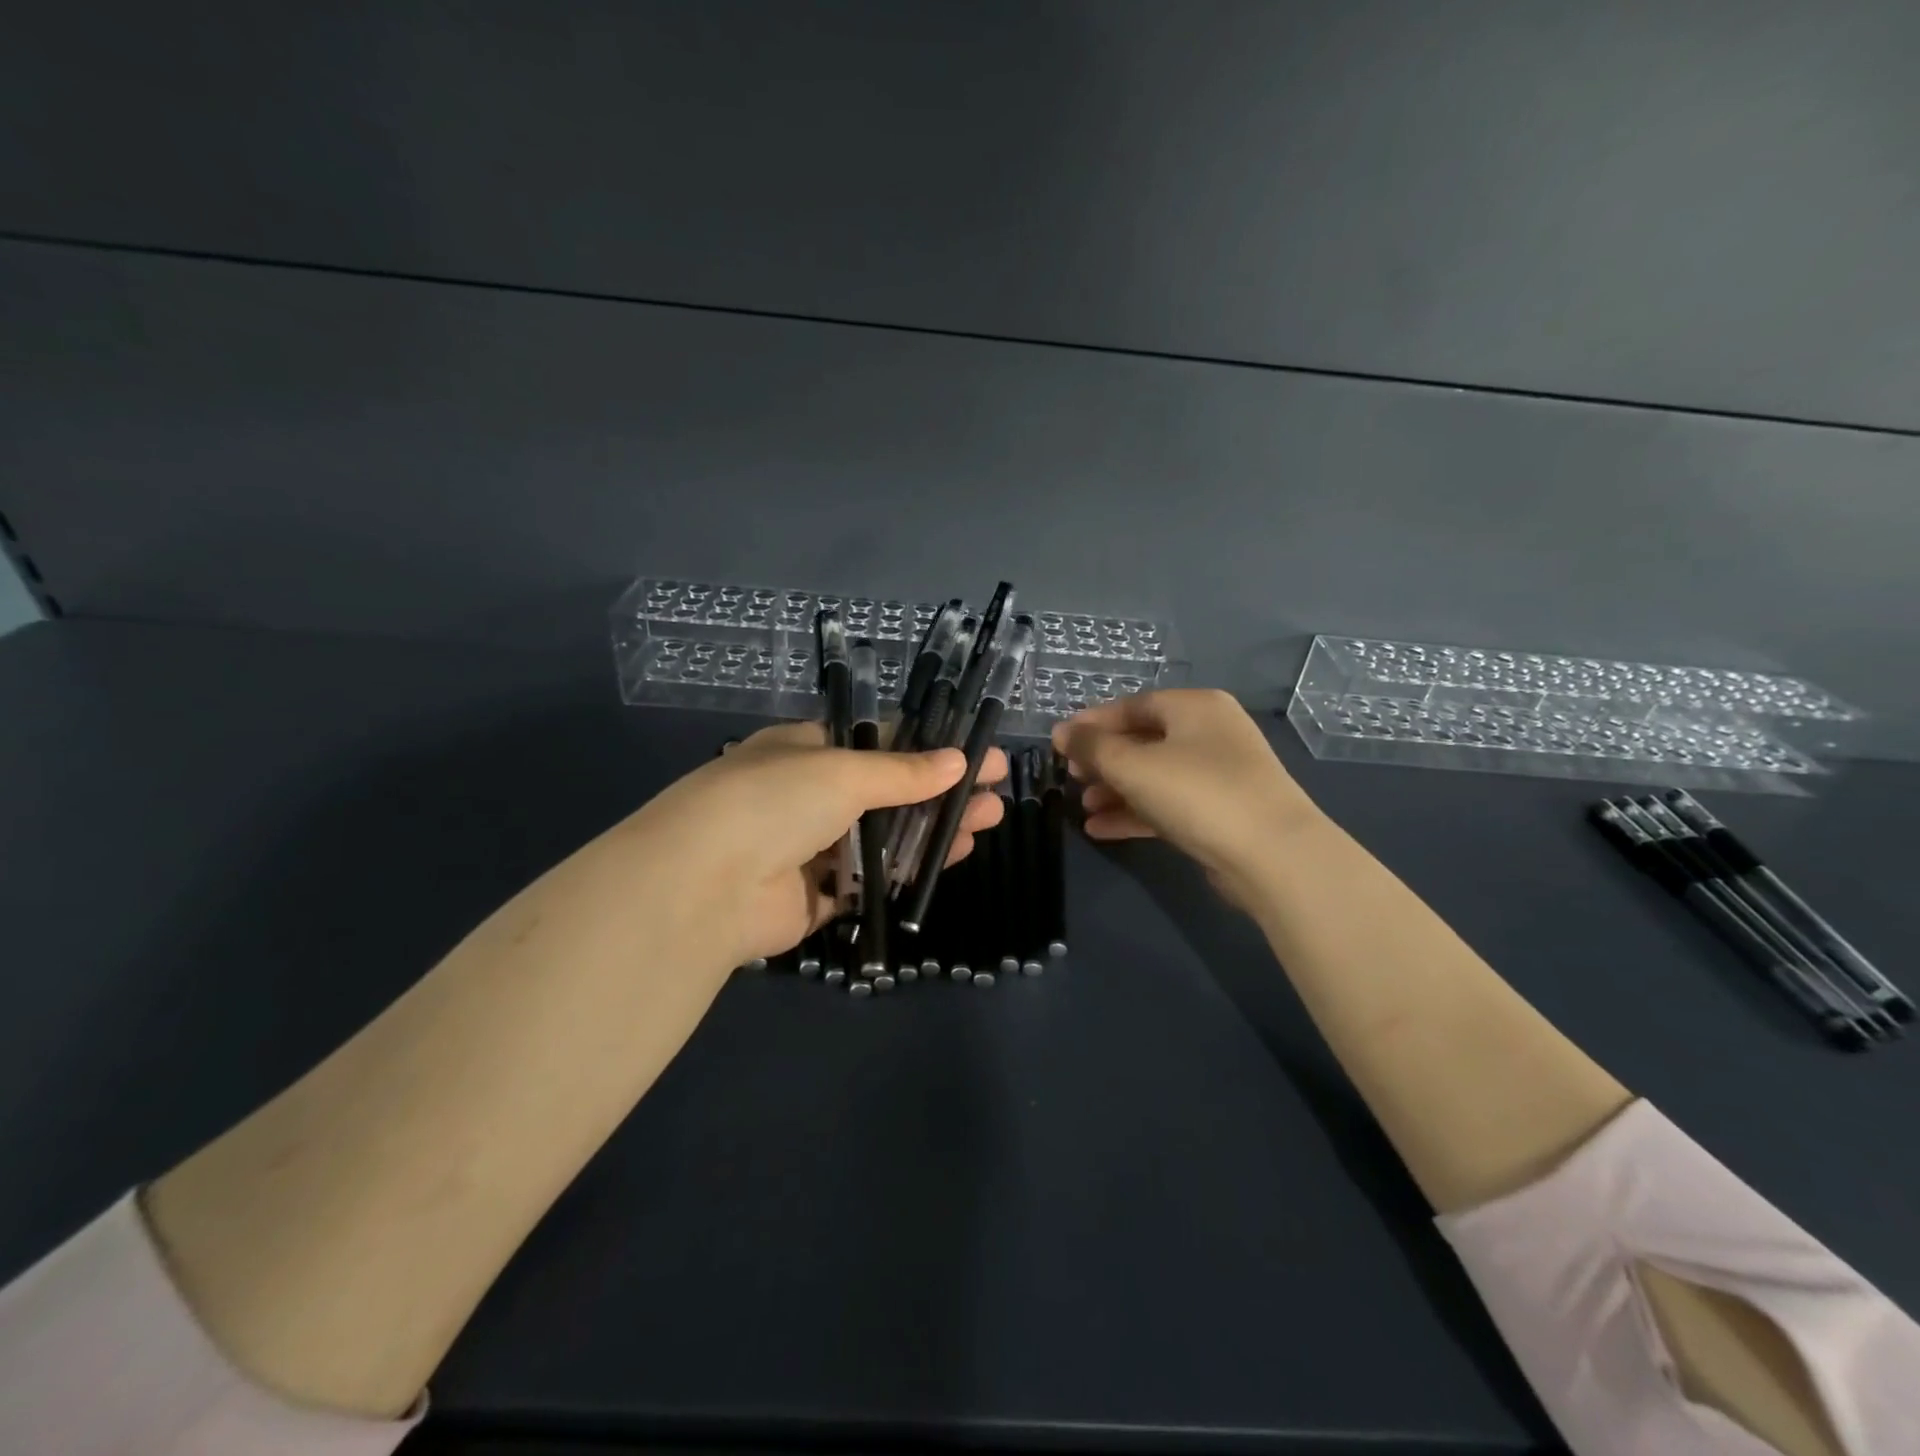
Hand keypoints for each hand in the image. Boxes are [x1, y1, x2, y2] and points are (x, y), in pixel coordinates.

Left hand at [630, 721, 1006, 964]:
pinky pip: (870, 882)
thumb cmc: (773, 802)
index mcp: (804, 751)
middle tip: (994, 793)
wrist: (703, 885)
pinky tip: (949, 862)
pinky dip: (908, 873)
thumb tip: (958, 762)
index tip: (975, 754)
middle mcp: (806, 797)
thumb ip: (902, 772)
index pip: (877, 743)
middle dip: (941, 792)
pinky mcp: (813, 899)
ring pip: (884, 838)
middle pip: (888, 792)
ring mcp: (809, 849)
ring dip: (933, 831)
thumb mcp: (842, 771)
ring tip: (987, 824)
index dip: (929, 747)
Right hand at [1051, 689, 1319, 908]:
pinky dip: (1135, 813)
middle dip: (1104, 760)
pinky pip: (1168, 804)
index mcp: (1195, 707)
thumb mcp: (1133, 765)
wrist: (1272, 856)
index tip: (1060, 743)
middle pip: (1144, 740)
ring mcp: (1219, 774)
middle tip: (1072, 776)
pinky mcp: (1221, 813)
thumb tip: (1061, 733)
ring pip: (1155, 775)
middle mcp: (1210, 733)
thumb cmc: (1198, 793)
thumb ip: (1092, 746)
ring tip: (1083, 807)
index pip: (1133, 705)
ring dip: (1116, 790)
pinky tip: (1101, 829)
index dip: (1093, 722)